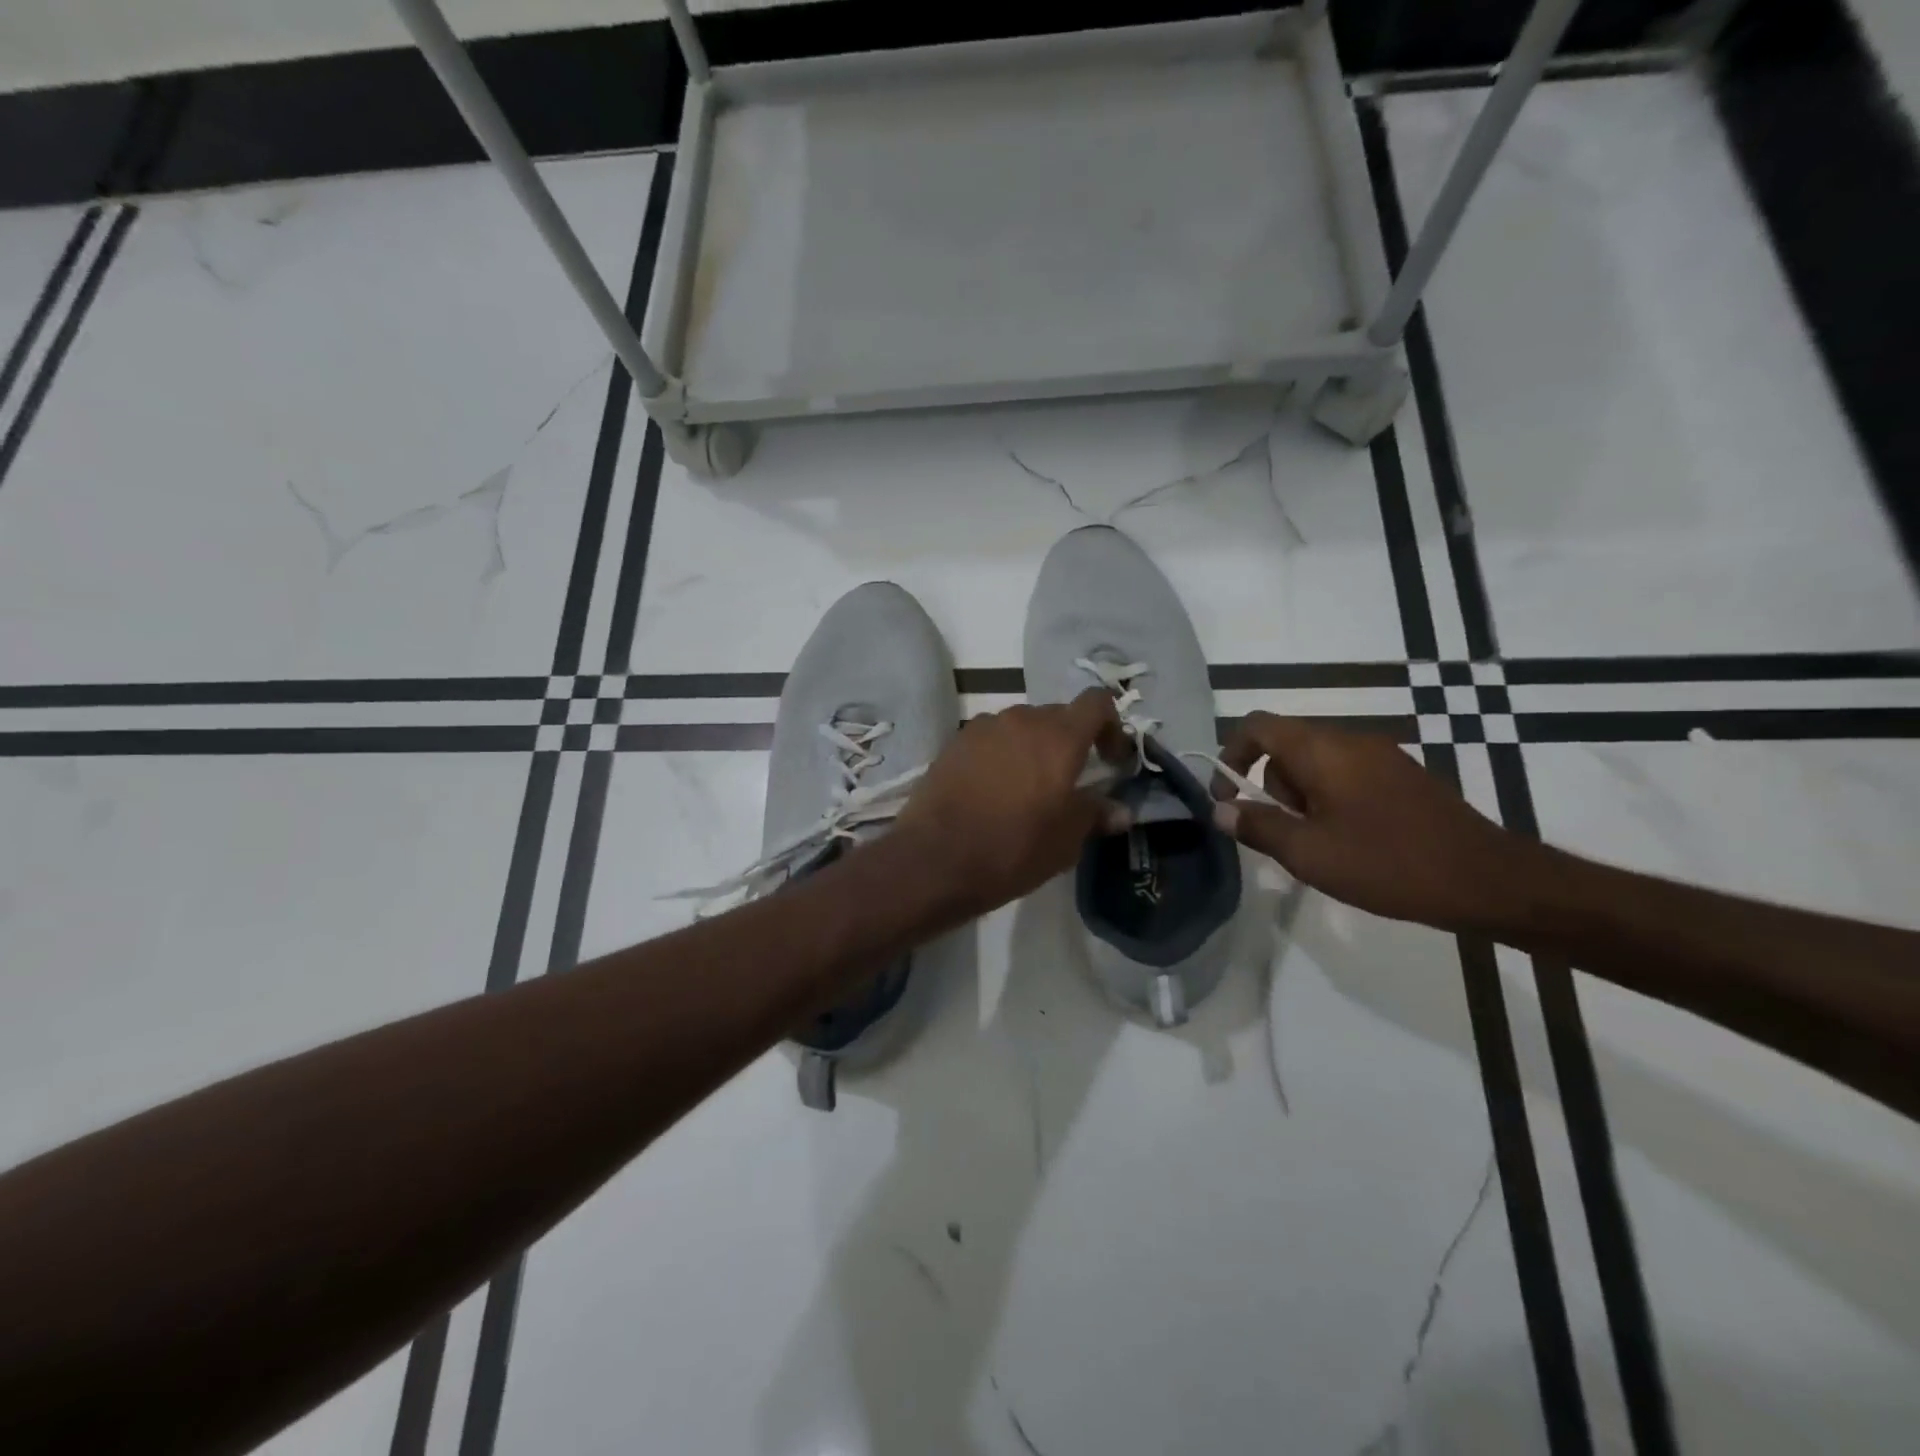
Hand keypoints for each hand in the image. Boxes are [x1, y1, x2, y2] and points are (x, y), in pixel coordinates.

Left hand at [891, 689, 1132, 919]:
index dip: (1110, 726)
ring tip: (1026, 789)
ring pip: (1020, 727)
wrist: (935, 859)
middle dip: (1070, 742)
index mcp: (1059, 736)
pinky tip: (992, 791)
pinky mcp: (954, 743)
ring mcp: (983, 728)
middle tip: (1068, 782)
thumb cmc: (1013, 849)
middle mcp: (1021, 719)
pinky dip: (1000, 756)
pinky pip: (990, 740)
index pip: (1097, 702)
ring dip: (1032, 748)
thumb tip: (1119, 810)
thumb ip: (1095, 815)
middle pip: (1057, 715)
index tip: (1109, 760)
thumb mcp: (1066, 841)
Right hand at [1211, 714, 1536, 933]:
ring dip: (1302, 797)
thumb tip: (1221, 810)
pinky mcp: (1403, 776)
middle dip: (1272, 787)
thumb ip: (1257, 826)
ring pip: (1317, 763)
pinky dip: (1331, 799)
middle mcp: (1351, 740)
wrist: (1486, 880)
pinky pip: (1347, 774)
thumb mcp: (1308, 853)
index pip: (1258, 726)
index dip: (1231, 754)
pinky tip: (1352, 841)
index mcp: (1322, 750)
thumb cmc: (1386, 863)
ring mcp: (1382, 755)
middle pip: (1286, 746)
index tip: (1228, 798)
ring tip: (1322, 844)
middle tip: (1288, 833)